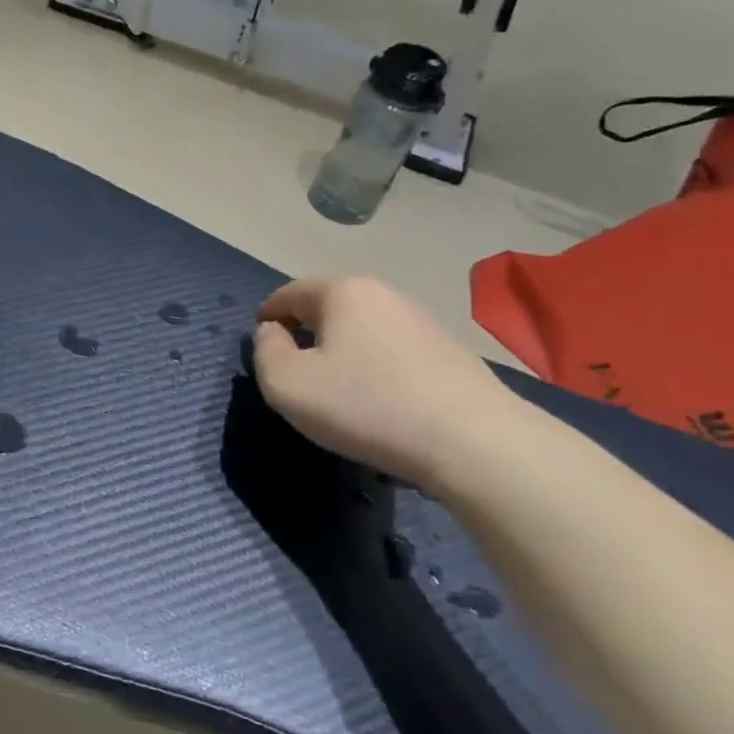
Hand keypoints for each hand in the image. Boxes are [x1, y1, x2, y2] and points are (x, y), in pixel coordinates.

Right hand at [252, 276, 522, 488]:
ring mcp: (423, 322)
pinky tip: (376, 397)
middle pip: (330, 306)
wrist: (473, 442)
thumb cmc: (365, 405)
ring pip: (364, 328)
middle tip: (292, 361)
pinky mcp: (450, 353)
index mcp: (343, 292)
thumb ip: (265, 352)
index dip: (268, 313)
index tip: (259, 335)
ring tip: (334, 382)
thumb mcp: (287, 384)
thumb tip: (273, 334)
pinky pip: (393, 351)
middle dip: (306, 328)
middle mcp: (385, 294)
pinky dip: (374, 365)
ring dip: (342, 347)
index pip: (291, 292)